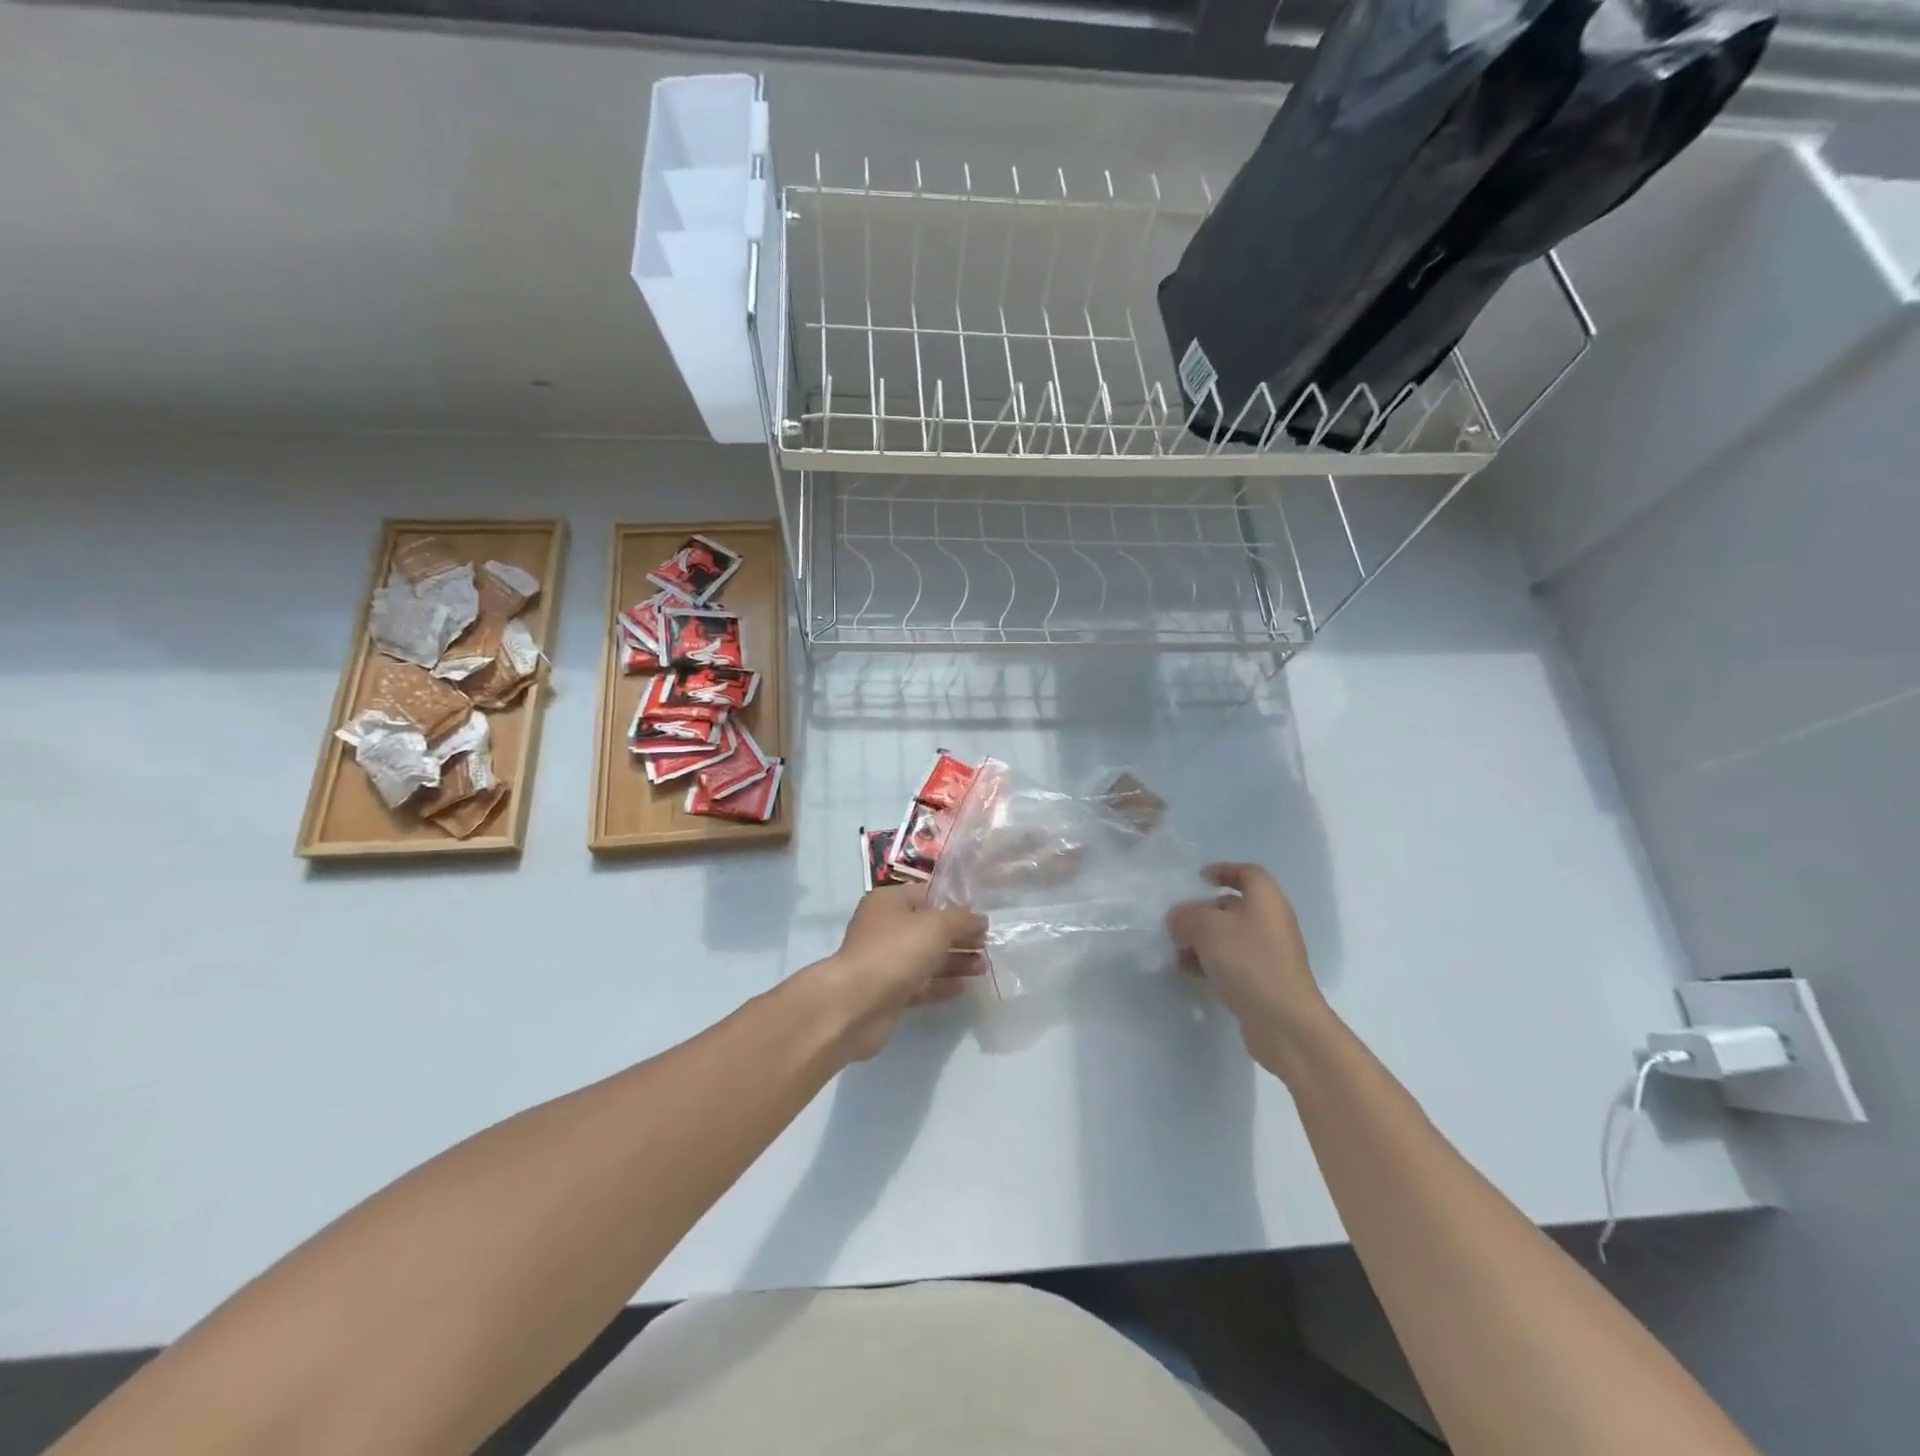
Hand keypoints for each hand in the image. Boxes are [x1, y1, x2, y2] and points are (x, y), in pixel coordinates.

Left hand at [809, 884, 987, 1061]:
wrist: (856, 1004)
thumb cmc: (896, 951)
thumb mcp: (936, 925)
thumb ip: (962, 920)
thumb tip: (981, 920)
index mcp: (889, 902)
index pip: (927, 895)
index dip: (955, 905)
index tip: (981, 918)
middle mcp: (885, 928)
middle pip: (928, 929)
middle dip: (958, 936)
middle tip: (987, 945)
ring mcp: (886, 962)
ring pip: (926, 957)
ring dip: (955, 961)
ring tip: (984, 967)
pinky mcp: (889, 992)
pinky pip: (921, 984)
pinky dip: (942, 984)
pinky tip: (965, 986)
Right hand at [1166, 863, 1333, 1072]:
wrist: (1285, 1023)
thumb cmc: (1249, 962)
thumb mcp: (1208, 929)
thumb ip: (1186, 916)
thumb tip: (1177, 919)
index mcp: (1266, 900)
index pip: (1247, 873)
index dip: (1223, 870)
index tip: (1198, 878)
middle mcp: (1271, 922)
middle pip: (1235, 906)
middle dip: (1203, 911)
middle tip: (1178, 921)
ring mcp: (1269, 954)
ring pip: (1230, 936)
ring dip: (1202, 940)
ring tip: (1176, 950)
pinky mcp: (1263, 981)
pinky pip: (1233, 962)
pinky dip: (1211, 962)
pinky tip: (1188, 972)